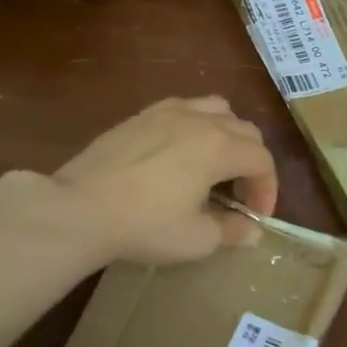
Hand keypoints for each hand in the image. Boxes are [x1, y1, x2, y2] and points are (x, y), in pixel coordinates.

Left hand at [51, 97, 278, 265]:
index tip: (256, 216)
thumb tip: (253, 230)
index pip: (262, 160)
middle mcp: (200, 120)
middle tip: (240, 195)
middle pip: (245, 130)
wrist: (78, 209)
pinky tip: (181, 151)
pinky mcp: (141, 116)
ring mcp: (168, 112)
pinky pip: (184, 107)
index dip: (267, 188)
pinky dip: (197, 124)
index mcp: (219, 147)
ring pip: (216, 109)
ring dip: (228, 135)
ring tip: (216, 163)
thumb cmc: (144, 225)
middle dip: (252, 163)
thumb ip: (232, 231)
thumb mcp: (196, 239)